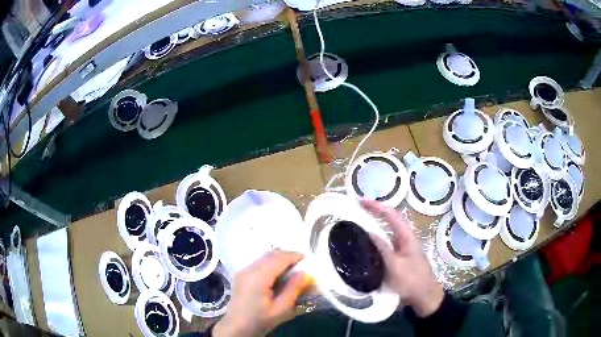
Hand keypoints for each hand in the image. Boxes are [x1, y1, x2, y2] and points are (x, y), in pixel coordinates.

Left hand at [213, 250, 312, 336]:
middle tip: (302, 263)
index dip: (294, 256)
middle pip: (270, 254)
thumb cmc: (260, 320)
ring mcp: (243, 270)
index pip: (278, 259)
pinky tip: (278, 273)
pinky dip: (270, 263)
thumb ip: (293, 289)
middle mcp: (248, 269)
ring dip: (279, 258)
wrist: (237, 326)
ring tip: (292, 268)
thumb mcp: (281, 309)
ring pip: (264, 257)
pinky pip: (258, 262)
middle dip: (287, 255)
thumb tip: (305, 273)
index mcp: (258, 277)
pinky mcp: (241, 274)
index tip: (308, 259)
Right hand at [361, 199, 443, 316]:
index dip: (376, 206)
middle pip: (388, 221)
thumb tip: (368, 231)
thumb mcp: (395, 265)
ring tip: (355, 227)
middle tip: (354, 212)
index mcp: (406, 236)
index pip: (390, 215)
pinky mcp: (398, 259)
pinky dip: (374, 243)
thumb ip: (382, 248)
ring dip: (372, 228)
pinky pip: (384, 247)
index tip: (360, 201)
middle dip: (373, 214)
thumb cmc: (411, 280)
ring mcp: (401, 249)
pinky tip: (364, 248)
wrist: (423, 296)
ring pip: (385, 234)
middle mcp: (404, 239)